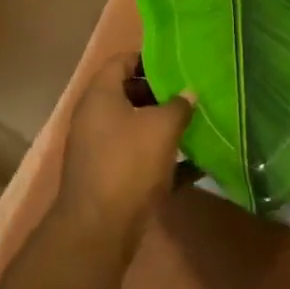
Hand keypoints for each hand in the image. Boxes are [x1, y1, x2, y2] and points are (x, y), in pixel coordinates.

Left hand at [54, 53, 192, 252]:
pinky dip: (161, 158)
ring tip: (195, 124)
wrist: (98, 230)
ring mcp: (98, 149)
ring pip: (134, 127)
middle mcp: (94, 117)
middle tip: (190, 94)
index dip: (148, 58)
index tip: (177, 63)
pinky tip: (193, 164)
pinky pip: (137, 157)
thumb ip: (178, 106)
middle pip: (128, 93)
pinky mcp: (108, 177)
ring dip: (162, 126)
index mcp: (100, 95)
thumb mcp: (161, 129)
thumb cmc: (128, 164)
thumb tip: (189, 93)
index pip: (121, 61)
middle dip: (160, 93)